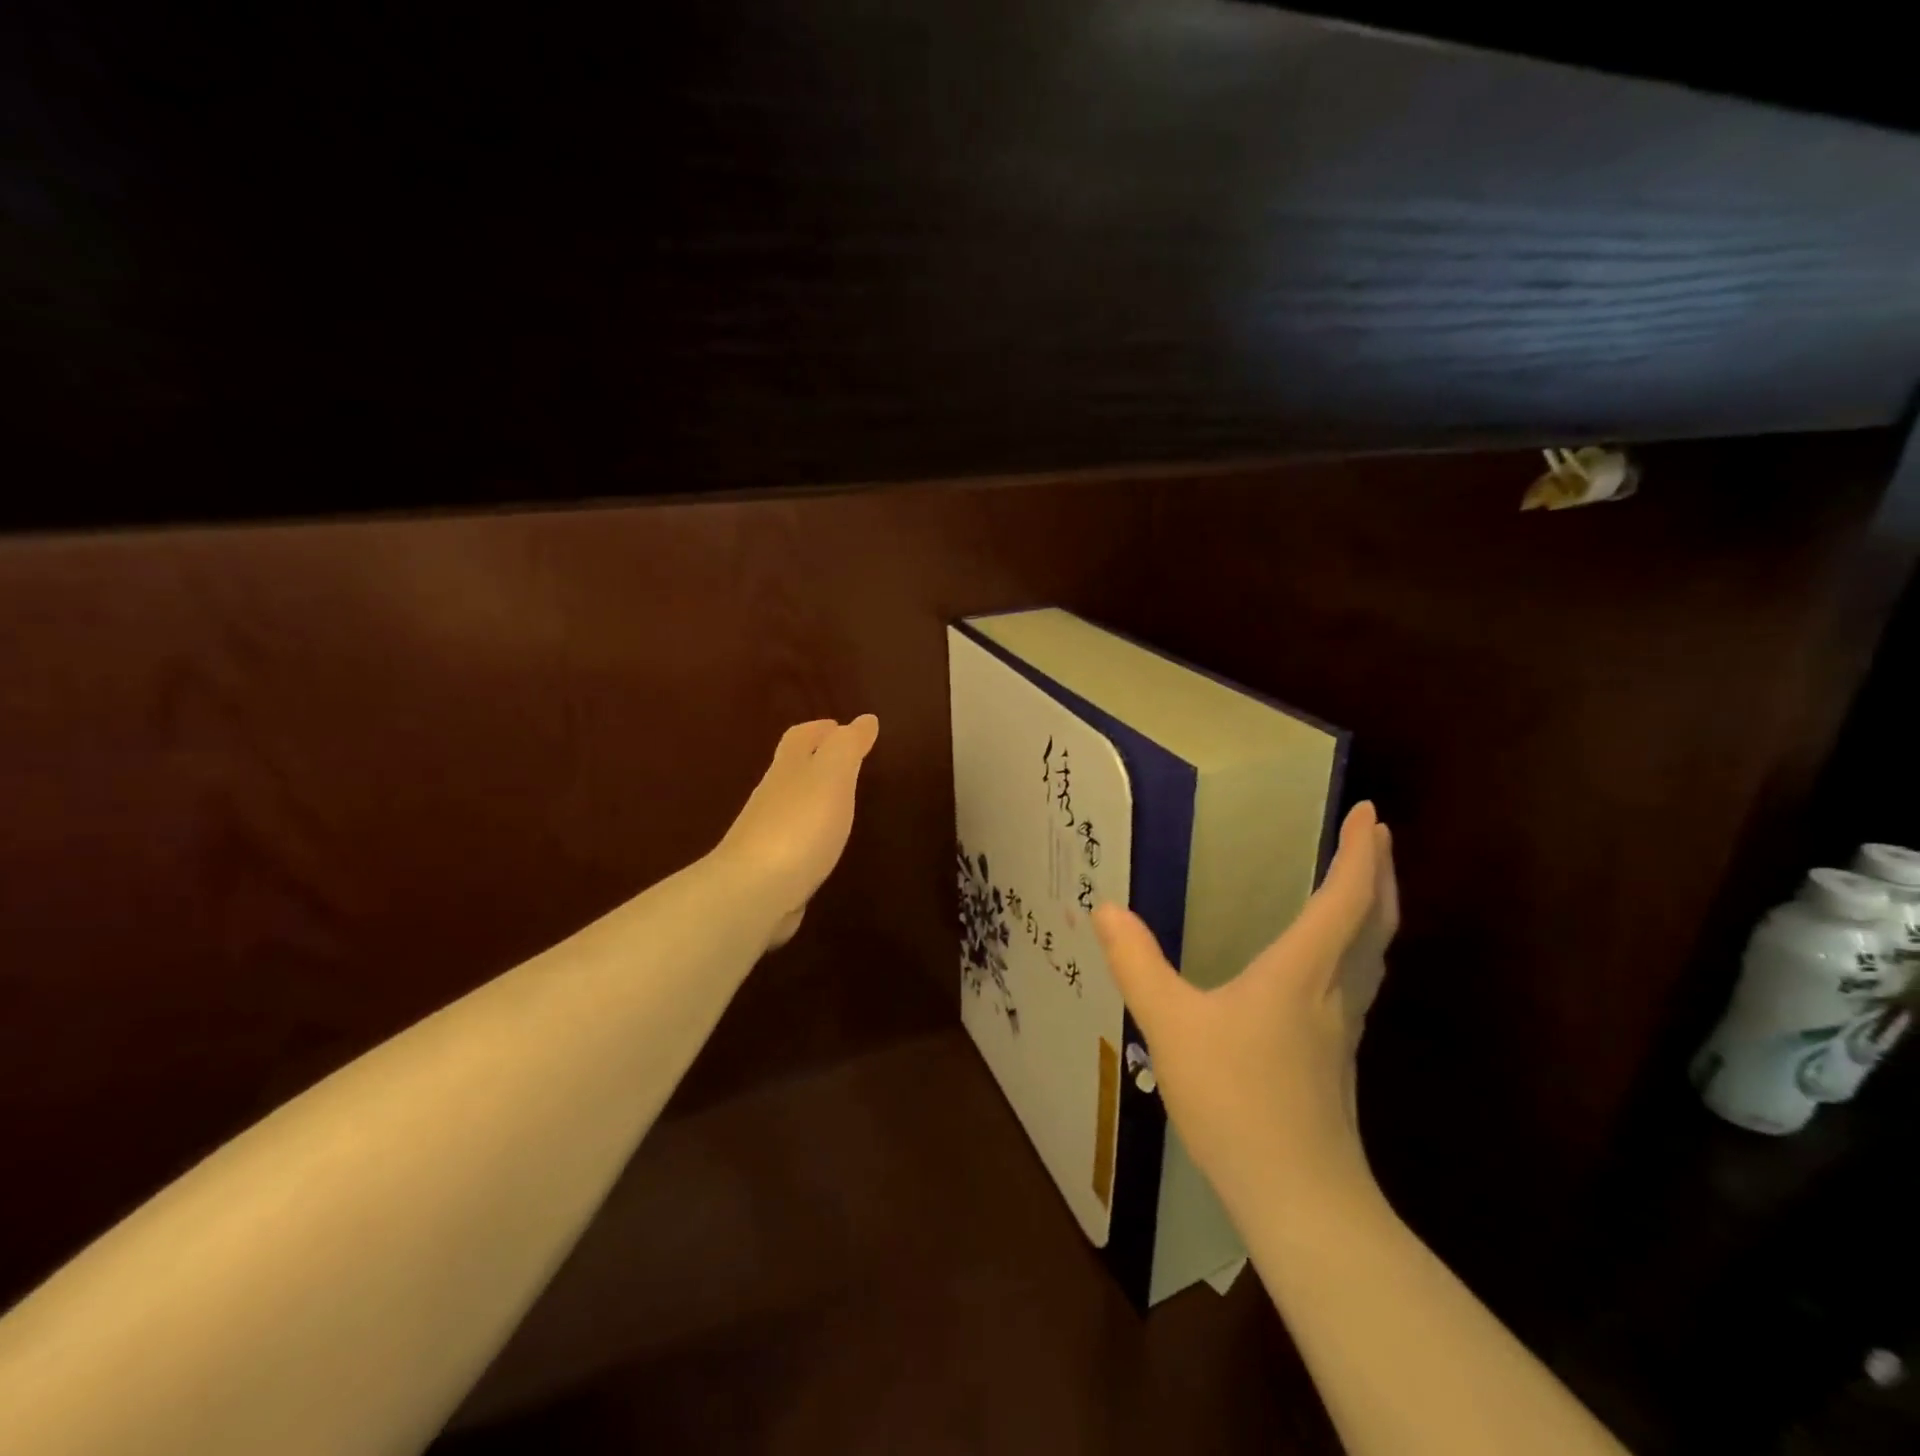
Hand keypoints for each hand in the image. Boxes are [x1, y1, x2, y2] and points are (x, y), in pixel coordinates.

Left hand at [715, 715, 879, 948]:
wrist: (753, 892)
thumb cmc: (799, 826)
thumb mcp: (832, 775)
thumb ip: (848, 747)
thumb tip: (864, 719)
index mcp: (788, 770)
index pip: (800, 738)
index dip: (818, 729)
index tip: (838, 726)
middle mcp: (772, 798)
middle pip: (791, 771)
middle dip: (814, 762)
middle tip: (844, 763)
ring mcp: (767, 836)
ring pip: (792, 807)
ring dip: (813, 801)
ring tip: (840, 805)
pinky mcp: (770, 871)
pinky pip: (793, 844)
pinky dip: (808, 837)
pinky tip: (822, 849)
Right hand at [1091, 802, 1398, 1213]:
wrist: (1298, 1198)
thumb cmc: (1237, 1099)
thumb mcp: (1171, 1025)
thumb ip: (1137, 964)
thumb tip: (1106, 909)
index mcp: (1303, 971)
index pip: (1344, 898)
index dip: (1360, 853)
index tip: (1372, 812)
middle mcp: (1335, 992)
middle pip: (1376, 921)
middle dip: (1380, 873)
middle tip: (1378, 836)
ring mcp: (1343, 1029)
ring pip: (1375, 955)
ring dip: (1376, 909)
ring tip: (1364, 884)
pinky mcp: (1336, 1058)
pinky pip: (1360, 981)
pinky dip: (1359, 948)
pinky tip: (1332, 963)